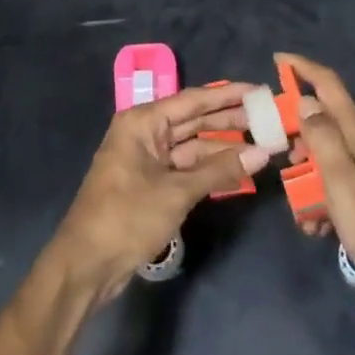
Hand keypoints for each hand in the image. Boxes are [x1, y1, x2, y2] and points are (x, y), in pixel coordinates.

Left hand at [47, 87, 270, 303]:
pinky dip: (210, 169)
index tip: (258, 91)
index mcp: (142, 122)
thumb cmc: (127, 216)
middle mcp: (144, 133)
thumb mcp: (177, 192)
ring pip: (192, 146)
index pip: (192, 101)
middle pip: (193, 121)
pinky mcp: (151, 184)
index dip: (226, 95)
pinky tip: (238, 170)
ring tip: (261, 144)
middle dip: (228, 120)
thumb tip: (262, 153)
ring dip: (223, 148)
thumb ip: (220, 170)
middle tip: (267, 117)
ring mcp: (147, 159)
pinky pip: (186, 168)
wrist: (87, 264)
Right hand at [279, 53, 354, 296]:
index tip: (277, 60)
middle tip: (280, 157)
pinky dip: (323, 197)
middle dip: (298, 135)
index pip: (329, 85)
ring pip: (329, 156)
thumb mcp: (343, 183)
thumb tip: (306, 101)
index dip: (303, 68)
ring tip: (298, 208)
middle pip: (325, 121)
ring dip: (308, 174)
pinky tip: (317, 227)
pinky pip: (340, 183)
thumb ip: (323, 139)